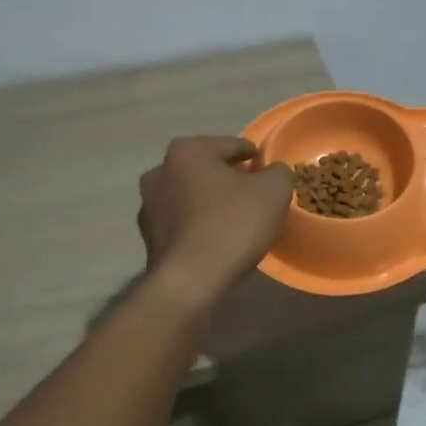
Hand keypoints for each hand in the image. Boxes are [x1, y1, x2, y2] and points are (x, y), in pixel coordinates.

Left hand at [137, 136, 294, 302]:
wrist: (190, 281)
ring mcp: (148, 205)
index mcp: (188, 151)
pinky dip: (197, 224)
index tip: (267, 170)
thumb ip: (278, 172)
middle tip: (253, 195)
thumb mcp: (273, 191)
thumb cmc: (232, 224)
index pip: (231, 145)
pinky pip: (181, 222)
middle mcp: (160, 171)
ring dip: (209, 201)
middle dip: (228, 178)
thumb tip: (273, 172)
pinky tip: (215, 239)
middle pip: (206, 169)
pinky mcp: (147, 236)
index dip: (253, 156)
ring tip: (235, 219)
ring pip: (190, 195)